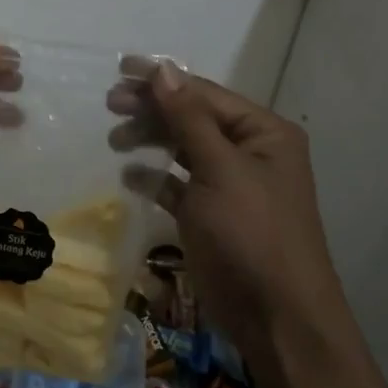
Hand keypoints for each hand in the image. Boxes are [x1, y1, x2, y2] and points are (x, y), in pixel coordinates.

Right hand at [112, 62, 341, 352]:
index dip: (163, 80)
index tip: (120, 69)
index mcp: (263, 133)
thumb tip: (163, 68)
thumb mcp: (220, 169)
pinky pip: (178, 184)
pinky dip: (155, 177)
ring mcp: (229, 185)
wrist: (277, 319)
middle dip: (152, 109)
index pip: (205, 94)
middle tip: (110, 104)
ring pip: (183, 148)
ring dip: (150, 139)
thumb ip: (188, 117)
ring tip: (115, 140)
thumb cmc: (252, 234)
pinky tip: (130, 175)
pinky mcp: (211, 214)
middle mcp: (249, 152)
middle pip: (192, 117)